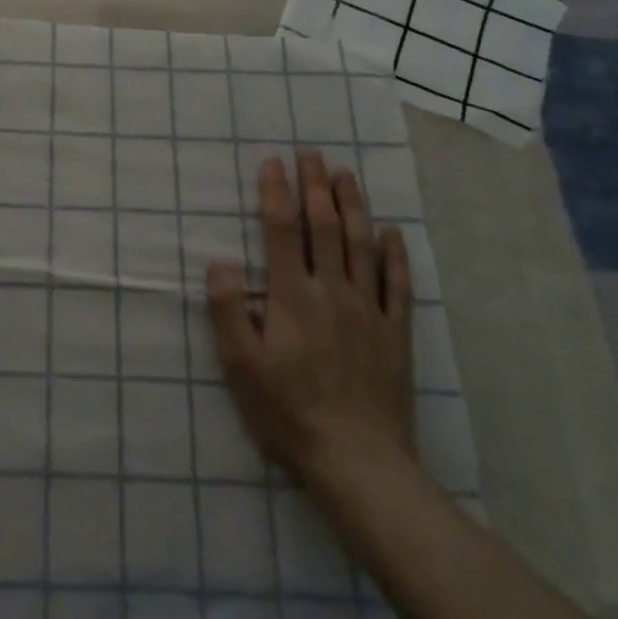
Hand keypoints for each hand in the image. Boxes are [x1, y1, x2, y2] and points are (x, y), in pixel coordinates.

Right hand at [206, 152, 416, 504]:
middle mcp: (333, 292)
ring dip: (353, 206)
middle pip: (325, 227)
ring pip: (361, 245)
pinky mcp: (396, 334)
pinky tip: (392, 232)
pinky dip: (396, 254)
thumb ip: (230, 312)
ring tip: (346, 175)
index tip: (272, 163)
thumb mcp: (242, 368)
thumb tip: (218, 262)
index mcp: (293, 297)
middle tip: (310, 154)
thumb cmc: (289, 414)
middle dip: (315, 186)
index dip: (276, 193)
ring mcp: (369, 311)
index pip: (283, 231)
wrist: (359, 464)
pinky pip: (399, 285)